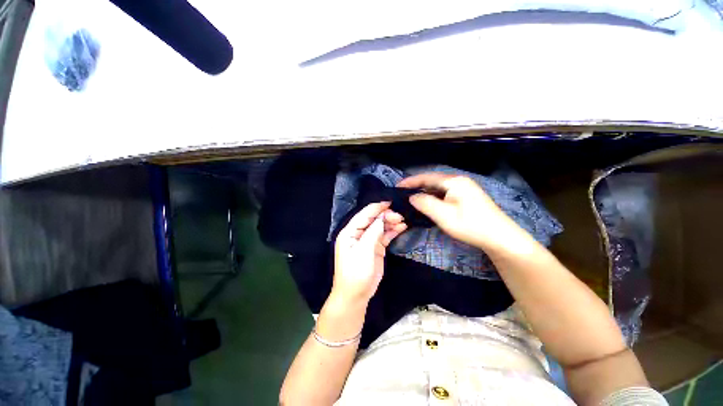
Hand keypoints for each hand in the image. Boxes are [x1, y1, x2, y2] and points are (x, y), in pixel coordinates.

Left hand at [333, 202, 406, 304]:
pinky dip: (392, 231)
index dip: (376, 208)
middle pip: (373, 220)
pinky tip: (402, 227)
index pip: (364, 215)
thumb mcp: (363, 251)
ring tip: (403, 221)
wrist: (356, 295)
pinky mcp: (376, 248)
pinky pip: (384, 236)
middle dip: (386, 216)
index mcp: (350, 232)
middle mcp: (358, 233)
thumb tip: (382, 217)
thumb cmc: (356, 272)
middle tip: (399, 216)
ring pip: (380, 227)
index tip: (389, 202)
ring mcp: (368, 241)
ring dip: (391, 223)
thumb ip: (373, 232)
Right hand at [398, 173, 525, 251]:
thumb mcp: (443, 215)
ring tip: (412, 200)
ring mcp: (464, 189)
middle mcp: (459, 181)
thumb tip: (411, 196)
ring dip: (425, 193)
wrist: (500, 238)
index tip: (397, 187)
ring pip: (438, 188)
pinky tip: (428, 204)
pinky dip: (434, 198)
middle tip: (402, 195)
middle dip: (417, 187)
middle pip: (433, 181)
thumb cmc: (470, 225)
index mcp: (454, 181)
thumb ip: (425, 203)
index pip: (427, 177)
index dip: (411, 181)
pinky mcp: (466, 197)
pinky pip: (445, 194)